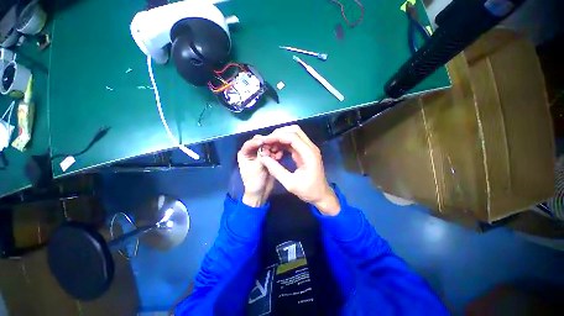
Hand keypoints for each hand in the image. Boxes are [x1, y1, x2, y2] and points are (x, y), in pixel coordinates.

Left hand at [237, 136, 281, 206]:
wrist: (261, 193)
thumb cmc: (254, 182)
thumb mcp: (256, 169)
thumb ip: (261, 157)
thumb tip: (266, 147)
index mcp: (245, 154)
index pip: (250, 144)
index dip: (257, 142)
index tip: (265, 142)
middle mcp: (252, 152)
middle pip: (260, 142)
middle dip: (267, 144)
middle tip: (274, 147)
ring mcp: (262, 155)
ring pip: (268, 146)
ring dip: (273, 148)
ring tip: (278, 153)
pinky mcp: (269, 158)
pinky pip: (273, 152)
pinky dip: (277, 153)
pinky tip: (280, 156)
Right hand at [259, 125, 339, 215]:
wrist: (321, 195)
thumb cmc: (308, 191)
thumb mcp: (290, 184)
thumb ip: (276, 170)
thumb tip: (263, 158)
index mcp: (309, 154)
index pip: (292, 137)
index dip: (277, 136)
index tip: (265, 141)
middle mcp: (310, 147)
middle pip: (294, 130)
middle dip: (279, 133)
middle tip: (267, 141)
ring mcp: (309, 148)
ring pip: (294, 134)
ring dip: (281, 137)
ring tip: (269, 145)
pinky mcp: (305, 152)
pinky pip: (293, 142)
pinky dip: (284, 143)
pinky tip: (276, 150)